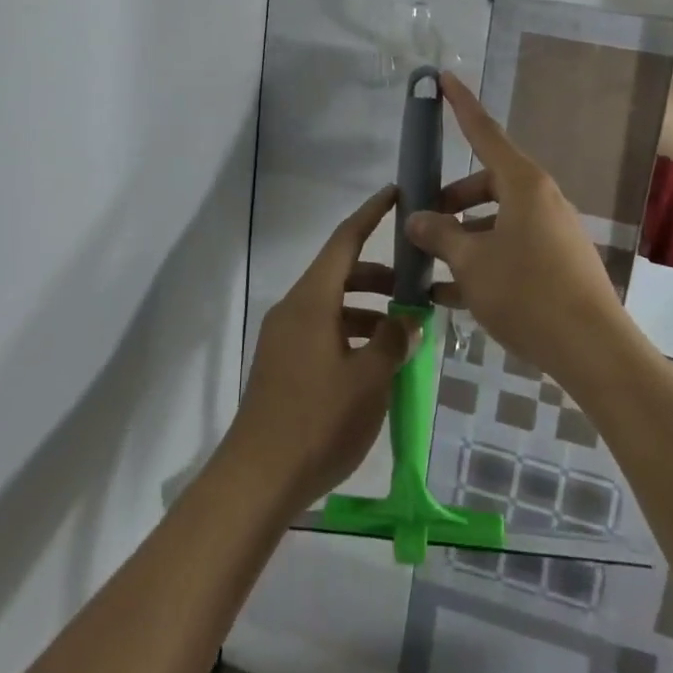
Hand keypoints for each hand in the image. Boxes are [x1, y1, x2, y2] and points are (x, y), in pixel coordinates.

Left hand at [226, 186, 418, 512]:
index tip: (394, 193)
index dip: (371, 214)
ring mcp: (284, 337)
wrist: (257, 478)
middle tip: (415, 284)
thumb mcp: (369, 380)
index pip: (345, 241)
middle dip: (378, 275)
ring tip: (402, 331)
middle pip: (339, 273)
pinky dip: (351, 332)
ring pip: (332, 305)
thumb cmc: (318, 420)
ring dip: (367, 308)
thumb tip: (406, 320)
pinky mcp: (281, 365)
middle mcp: (294, 308)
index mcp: (313, 300)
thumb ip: (392, 342)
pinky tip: (374, 362)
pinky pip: (322, 331)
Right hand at [405, 73, 627, 386]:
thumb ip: (440, 235)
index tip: (443, 76)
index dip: (461, 104)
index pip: (484, 132)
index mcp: (522, 184)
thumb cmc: (527, 292)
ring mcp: (551, 232)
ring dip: (463, 237)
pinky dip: (482, 262)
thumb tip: (416, 218)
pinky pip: (510, 249)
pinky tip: (449, 295)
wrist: (593, 351)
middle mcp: (540, 199)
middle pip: (486, 183)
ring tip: (429, 266)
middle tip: (421, 223)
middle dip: (451, 199)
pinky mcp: (557, 263)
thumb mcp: (472, 262)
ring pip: (496, 220)